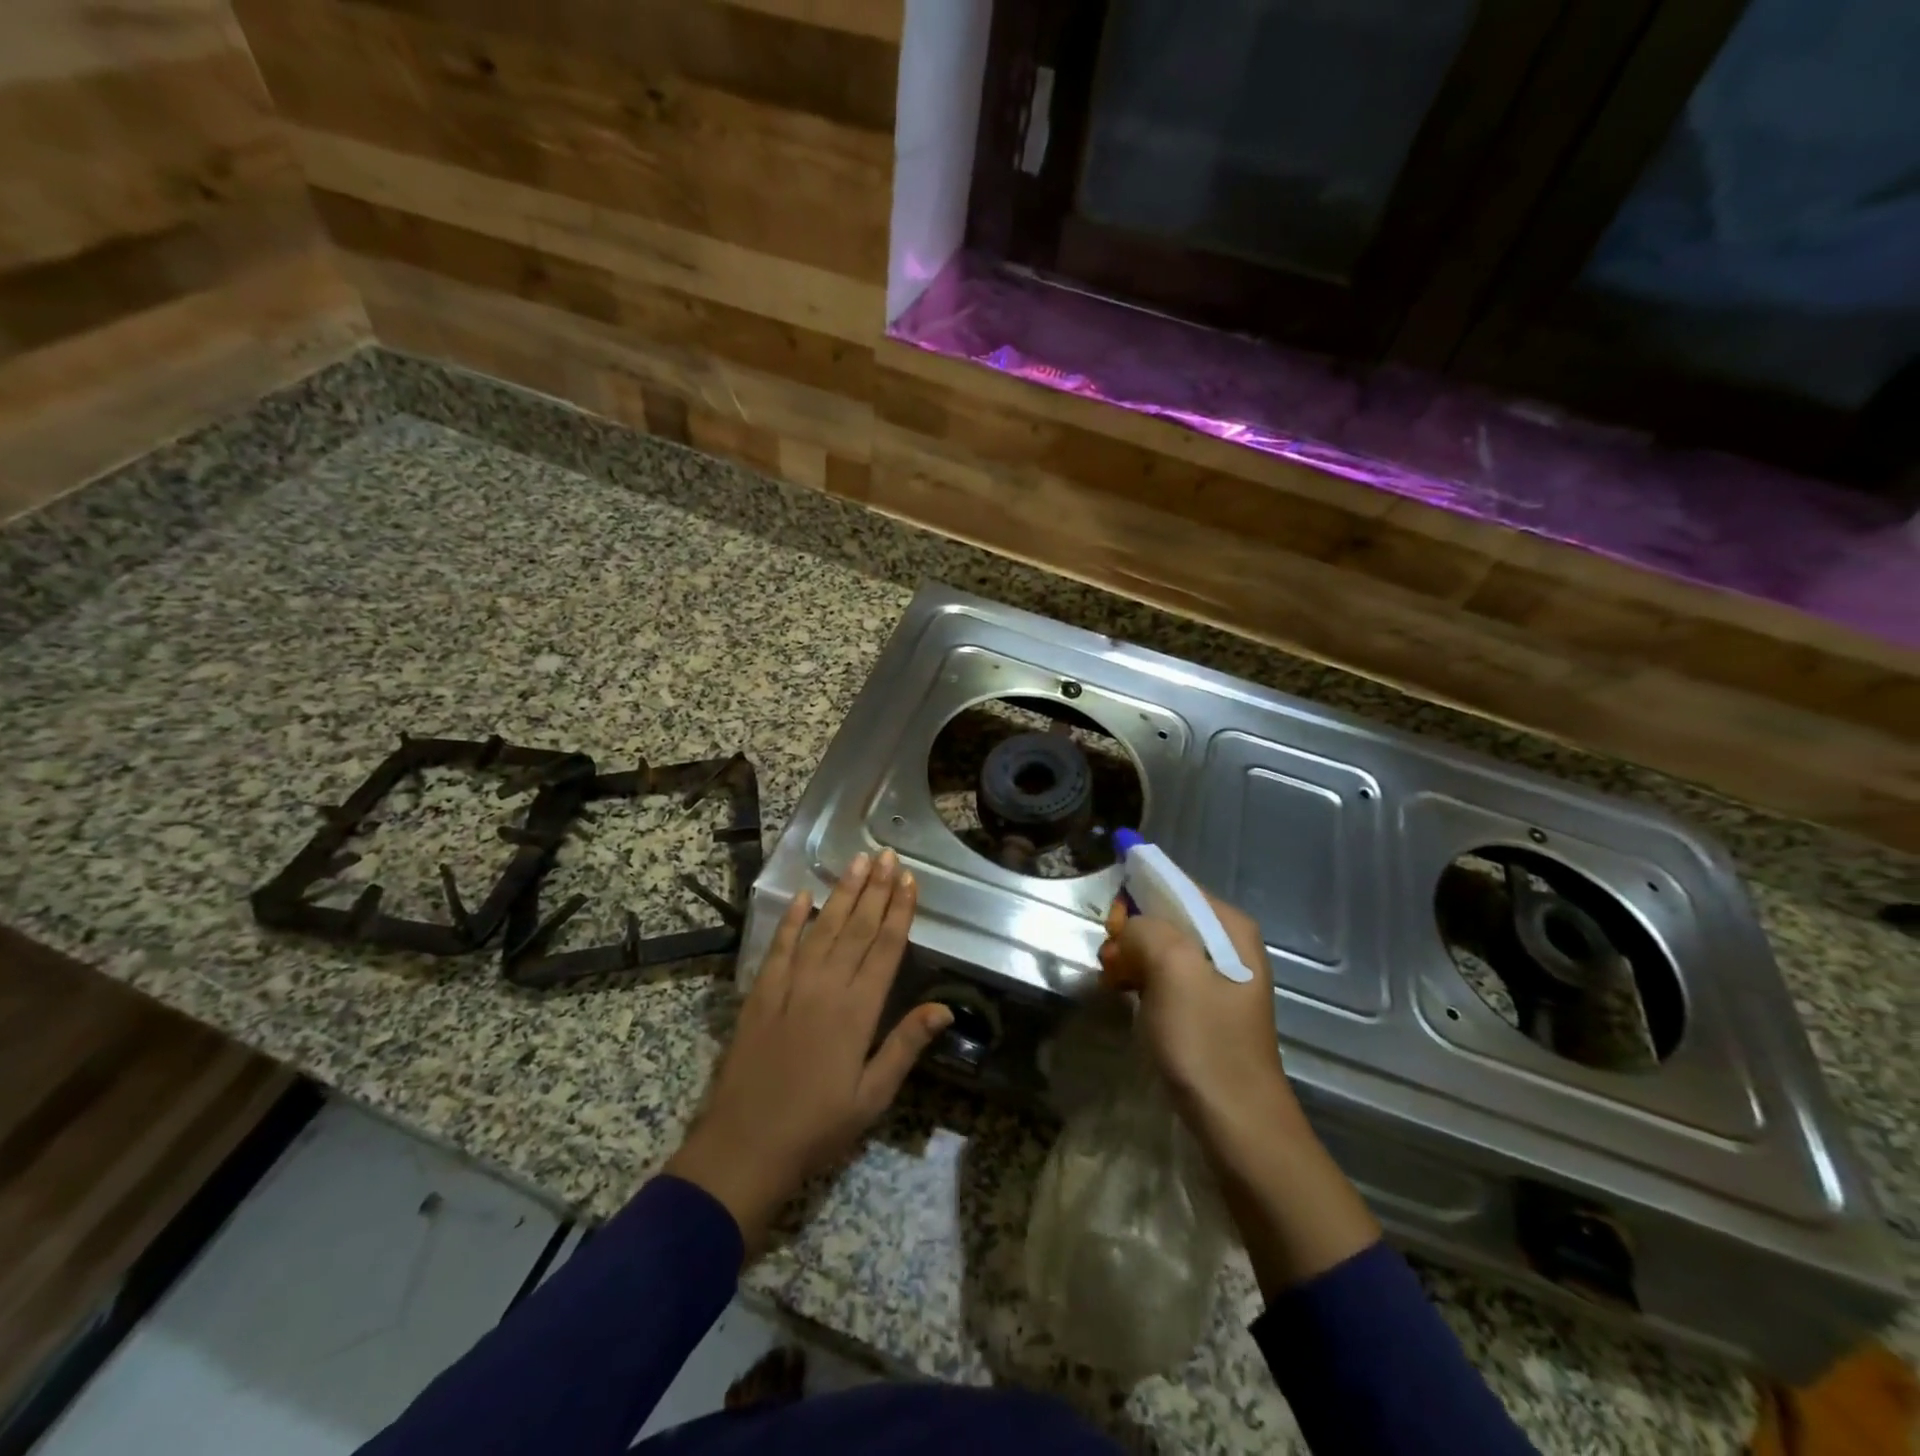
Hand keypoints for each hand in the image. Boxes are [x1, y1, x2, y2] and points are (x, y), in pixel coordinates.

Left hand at [665, 849, 950, 1254]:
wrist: (745, 1146)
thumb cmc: (818, 1127)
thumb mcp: (873, 1096)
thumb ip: (906, 1045)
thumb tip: (945, 1008)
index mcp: (858, 1011)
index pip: (885, 948)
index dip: (900, 912)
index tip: (910, 881)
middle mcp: (826, 987)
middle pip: (856, 928)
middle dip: (876, 890)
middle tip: (888, 855)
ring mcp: (790, 986)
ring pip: (822, 928)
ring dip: (842, 893)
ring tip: (858, 862)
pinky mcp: (761, 993)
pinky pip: (779, 947)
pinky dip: (792, 920)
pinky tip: (804, 896)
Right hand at [1100, 888, 1380, 1293]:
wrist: (1238, 1124)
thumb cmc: (1206, 1044)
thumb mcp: (1173, 972)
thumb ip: (1146, 930)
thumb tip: (1128, 929)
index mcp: (1230, 927)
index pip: (1173, 885)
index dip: (1135, 898)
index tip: (1112, 931)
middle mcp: (1228, 944)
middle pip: (1165, 915)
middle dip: (1131, 932)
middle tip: (1112, 965)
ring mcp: (1218, 977)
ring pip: (1160, 946)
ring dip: (1131, 958)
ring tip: (1114, 984)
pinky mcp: (1205, 1006)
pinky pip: (1164, 974)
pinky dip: (1141, 980)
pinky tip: (1126, 997)